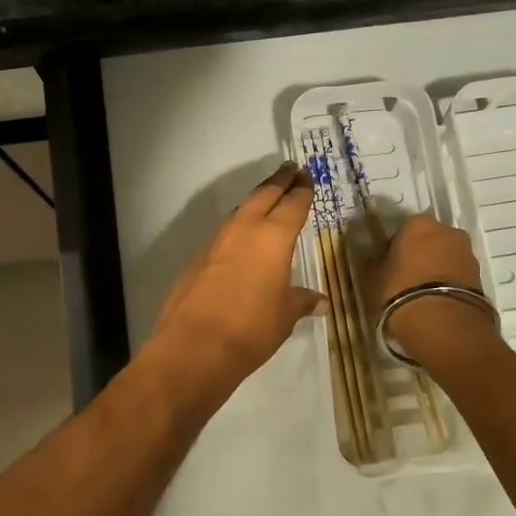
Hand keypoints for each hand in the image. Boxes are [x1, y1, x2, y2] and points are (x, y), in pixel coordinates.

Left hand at [146, 164, 325, 402]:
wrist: (194, 346)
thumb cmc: (251, 329)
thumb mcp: (285, 316)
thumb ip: (302, 301)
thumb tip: (321, 302)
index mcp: (273, 237)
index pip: (293, 204)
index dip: (302, 190)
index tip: (307, 177)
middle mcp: (244, 229)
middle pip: (264, 195)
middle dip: (279, 181)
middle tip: (291, 169)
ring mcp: (217, 241)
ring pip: (241, 209)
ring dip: (256, 199)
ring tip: (268, 196)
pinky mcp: (199, 257)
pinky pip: (225, 231)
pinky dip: (239, 224)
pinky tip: (242, 235)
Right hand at [366, 214, 500, 365]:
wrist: (443, 324)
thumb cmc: (400, 292)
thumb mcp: (373, 279)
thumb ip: (375, 264)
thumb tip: (376, 260)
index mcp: (418, 223)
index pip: (403, 229)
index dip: (395, 247)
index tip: (389, 264)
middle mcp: (447, 230)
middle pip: (429, 239)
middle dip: (420, 254)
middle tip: (406, 277)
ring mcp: (467, 252)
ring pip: (446, 256)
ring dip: (436, 268)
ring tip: (423, 293)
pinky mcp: (480, 275)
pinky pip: (458, 274)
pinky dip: (448, 283)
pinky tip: (437, 301)